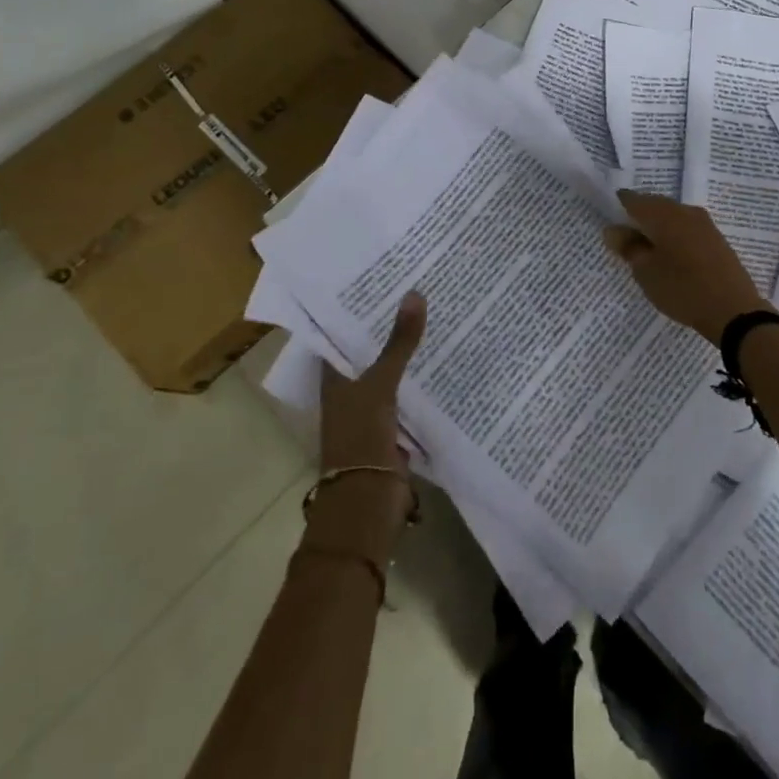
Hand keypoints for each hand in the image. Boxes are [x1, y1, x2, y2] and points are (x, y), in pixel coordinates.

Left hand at [310, 292, 426, 559]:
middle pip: (369, 349)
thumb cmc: (361, 437)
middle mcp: (350, 388)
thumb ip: (399, 342)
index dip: (358, 307)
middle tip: (418, 286)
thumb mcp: (381, 384)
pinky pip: (408, 391)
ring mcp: (372, 407)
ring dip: (407, 349)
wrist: (368, 501)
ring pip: (391, 369)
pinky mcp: (393, 424)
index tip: (382, 278)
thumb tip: (415, 294)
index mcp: (334, 376)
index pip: (342, 332)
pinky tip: (444, 355)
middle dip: (389, 324)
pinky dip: (421, 376)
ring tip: (435, 311)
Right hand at [602, 191, 768, 344]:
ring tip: (647, 253)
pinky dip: (674, 237)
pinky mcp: (716, 238)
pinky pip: (687, 229)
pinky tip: (671, 258)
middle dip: (638, 219)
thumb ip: (628, 247)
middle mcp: (683, 210)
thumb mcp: (645, 271)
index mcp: (662, 213)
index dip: (617, 208)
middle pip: (653, 206)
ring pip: (672, 217)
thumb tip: (613, 229)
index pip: (632, 199)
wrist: (733, 309)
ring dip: (657, 229)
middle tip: (625, 242)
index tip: (609, 224)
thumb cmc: (681, 288)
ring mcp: (704, 223)